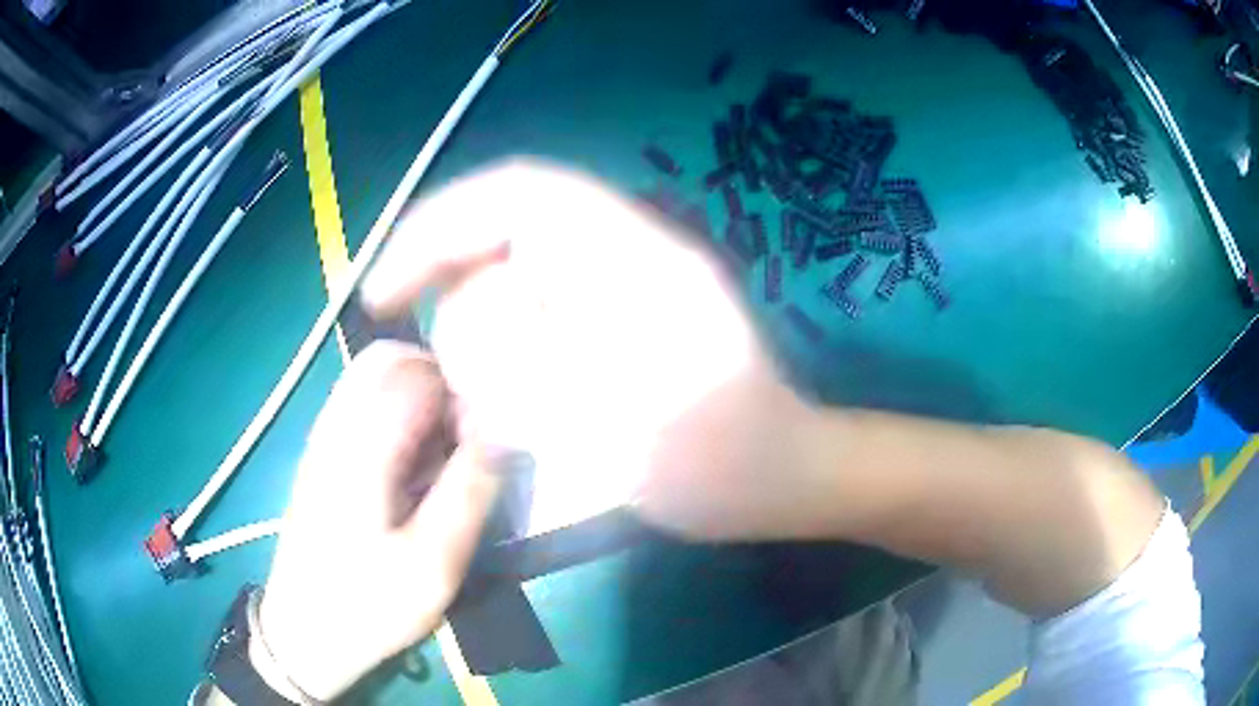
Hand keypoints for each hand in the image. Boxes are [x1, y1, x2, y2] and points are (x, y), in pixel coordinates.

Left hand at [258, 342, 500, 700]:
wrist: (304, 633)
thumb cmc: (368, 606)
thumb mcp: (433, 565)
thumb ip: (469, 492)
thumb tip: (500, 433)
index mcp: (361, 447)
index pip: (416, 370)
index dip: (460, 393)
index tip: (480, 442)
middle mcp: (336, 427)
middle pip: (388, 359)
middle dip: (438, 383)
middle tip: (463, 439)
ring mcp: (323, 439)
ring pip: (374, 378)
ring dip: (417, 401)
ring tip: (439, 457)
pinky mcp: (321, 456)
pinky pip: (362, 406)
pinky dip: (397, 418)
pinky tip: (410, 470)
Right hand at [362, 160, 832, 540]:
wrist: (780, 476)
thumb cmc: (720, 459)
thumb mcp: (618, 425)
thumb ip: (525, 369)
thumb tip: (457, 322)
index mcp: (630, 255)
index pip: (515, 194)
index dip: (436, 225)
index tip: (384, 288)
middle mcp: (620, 252)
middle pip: (500, 238)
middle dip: (460, 304)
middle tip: (460, 385)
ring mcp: (617, 287)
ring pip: (510, 283)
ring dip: (482, 342)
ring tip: (495, 411)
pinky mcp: (612, 323)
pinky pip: (532, 321)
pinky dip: (504, 361)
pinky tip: (512, 412)